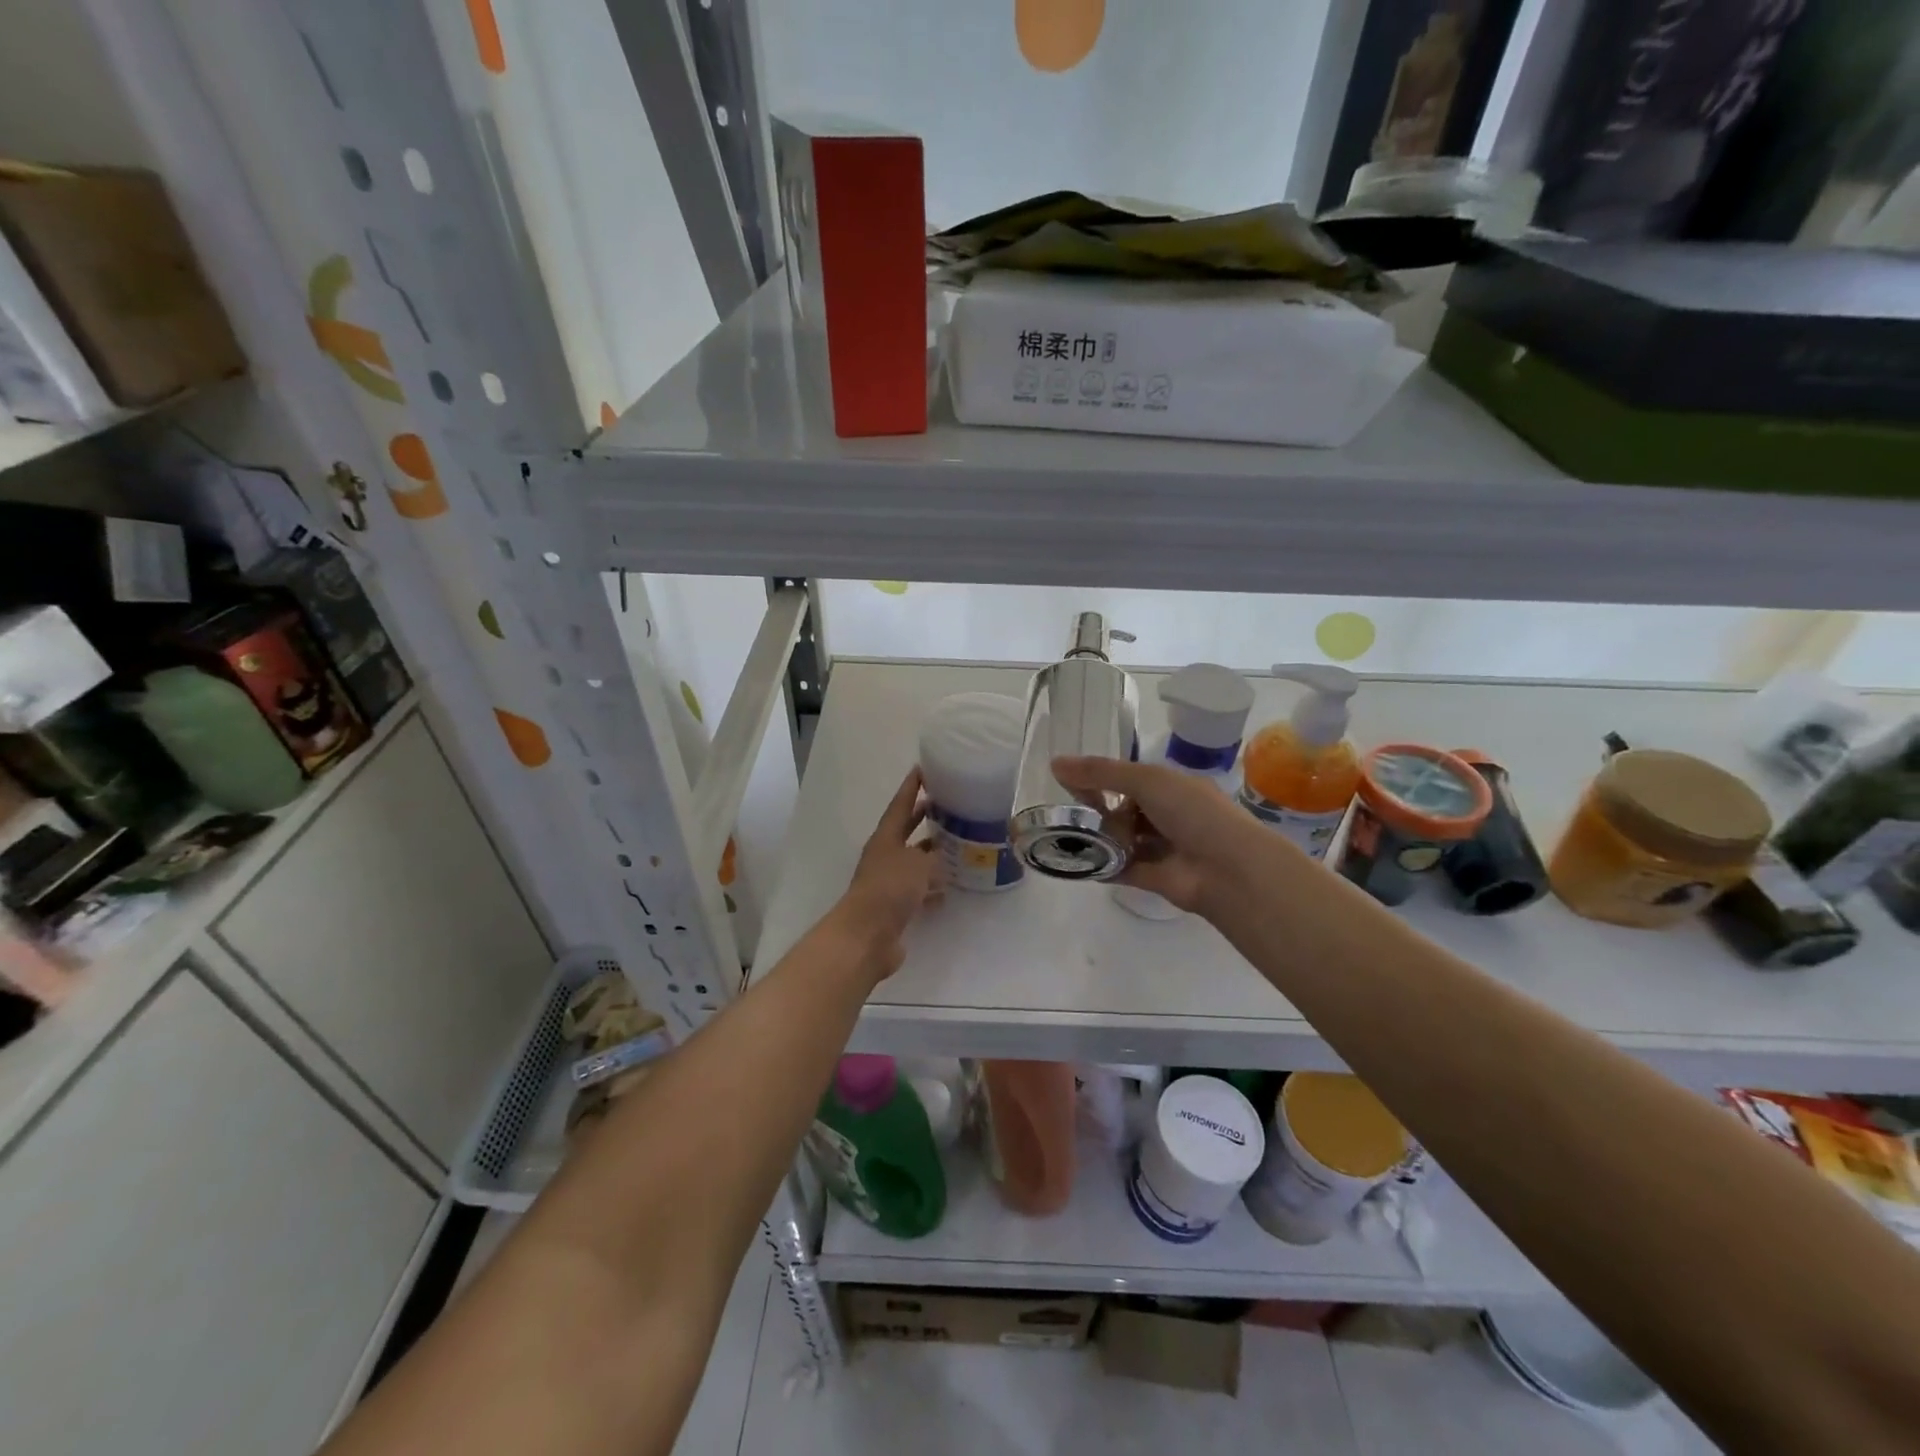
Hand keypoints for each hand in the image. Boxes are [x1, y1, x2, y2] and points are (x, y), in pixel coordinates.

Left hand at [835, 768, 941, 978]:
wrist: (867, 936)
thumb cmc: (890, 890)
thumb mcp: (918, 864)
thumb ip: (932, 855)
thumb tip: (939, 857)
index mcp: (885, 838)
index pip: (899, 806)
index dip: (910, 788)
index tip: (921, 769)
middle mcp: (885, 857)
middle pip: (906, 831)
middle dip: (923, 817)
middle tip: (944, 803)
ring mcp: (889, 883)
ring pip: (914, 861)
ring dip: (931, 854)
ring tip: (956, 845)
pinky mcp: (895, 907)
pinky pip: (918, 889)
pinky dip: (932, 887)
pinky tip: (949, 889)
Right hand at [1053, 756, 1261, 913]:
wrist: (1228, 870)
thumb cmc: (1192, 813)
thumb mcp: (1145, 780)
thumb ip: (1100, 773)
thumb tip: (1054, 763)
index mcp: (1172, 787)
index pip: (1131, 779)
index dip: (1102, 779)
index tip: (1070, 783)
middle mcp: (1169, 815)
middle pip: (1124, 810)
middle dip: (1097, 810)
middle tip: (1066, 813)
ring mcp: (1163, 848)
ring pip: (1123, 839)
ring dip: (1098, 838)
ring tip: (1063, 836)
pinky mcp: (1154, 878)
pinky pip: (1121, 869)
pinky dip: (1101, 866)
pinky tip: (1074, 862)